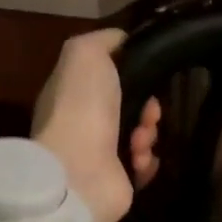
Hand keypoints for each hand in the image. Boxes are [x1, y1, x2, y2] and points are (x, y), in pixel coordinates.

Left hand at [31, 29, 160, 221]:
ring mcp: (98, 155)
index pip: (108, 77)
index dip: (131, 74)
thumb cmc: (82, 107)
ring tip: (139, 141)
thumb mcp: (85, 53)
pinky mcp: (116, 181)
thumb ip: (104, 40)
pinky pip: (145, 164)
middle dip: (148, 106)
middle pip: (130, 106)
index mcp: (71, 93)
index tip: (145, 75)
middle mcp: (83, 124)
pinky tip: (139, 160)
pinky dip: (148, 161)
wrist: (79, 172)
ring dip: (149, 133)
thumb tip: (122, 42)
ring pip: (141, 134)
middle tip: (150, 113)